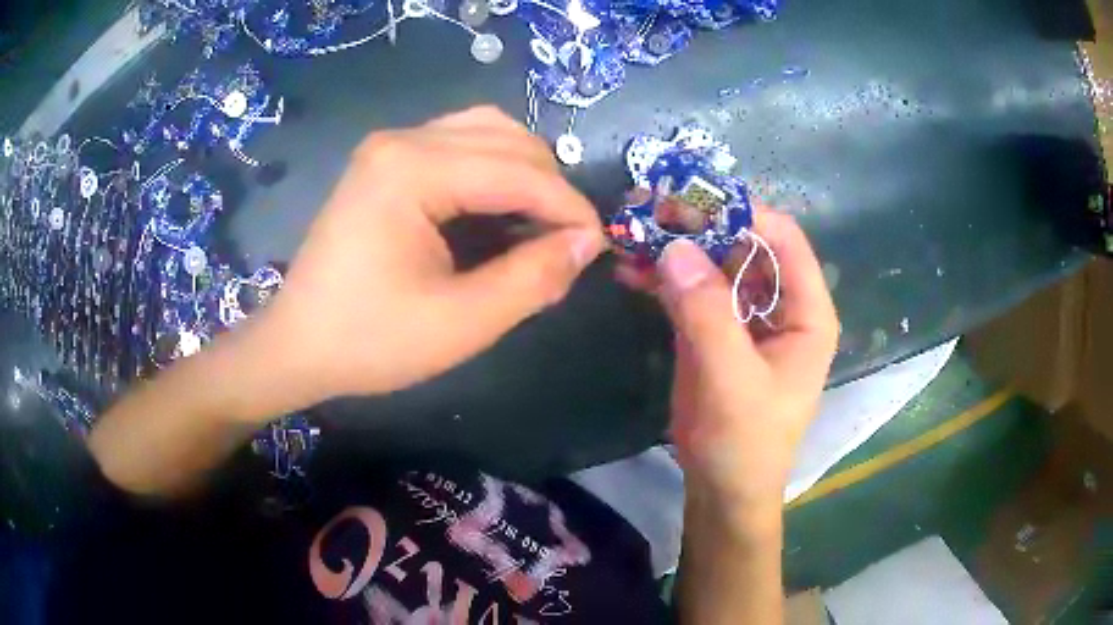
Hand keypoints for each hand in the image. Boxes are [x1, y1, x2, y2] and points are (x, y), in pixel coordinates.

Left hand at [231, 107, 604, 421]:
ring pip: (486, 131)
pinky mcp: (385, 160)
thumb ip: (532, 279)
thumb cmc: (369, 341)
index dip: (568, 207)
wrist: (297, 345)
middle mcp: (401, 140)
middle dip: (550, 186)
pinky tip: (499, 207)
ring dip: (525, 171)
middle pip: (507, 139)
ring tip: (538, 221)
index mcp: (412, 170)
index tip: (597, 245)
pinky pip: (459, 142)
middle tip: (566, 241)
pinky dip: (494, 168)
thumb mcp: (460, 323)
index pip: (517, 171)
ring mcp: (390, 146)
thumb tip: (586, 243)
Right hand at [617, 210, 837, 516]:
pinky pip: (692, 291)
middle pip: (744, 245)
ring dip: (676, 247)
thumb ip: (708, 314)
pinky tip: (630, 271)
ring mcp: (745, 316)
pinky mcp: (715, 330)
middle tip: (650, 209)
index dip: (744, 213)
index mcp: (806, 313)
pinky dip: (663, 278)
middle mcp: (780, 305)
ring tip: (632, 232)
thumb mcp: (732, 380)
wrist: (722, 489)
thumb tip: (675, 247)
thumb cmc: (745, 442)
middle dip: (700, 225)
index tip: (693, 197)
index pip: (784, 241)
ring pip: (714, 264)